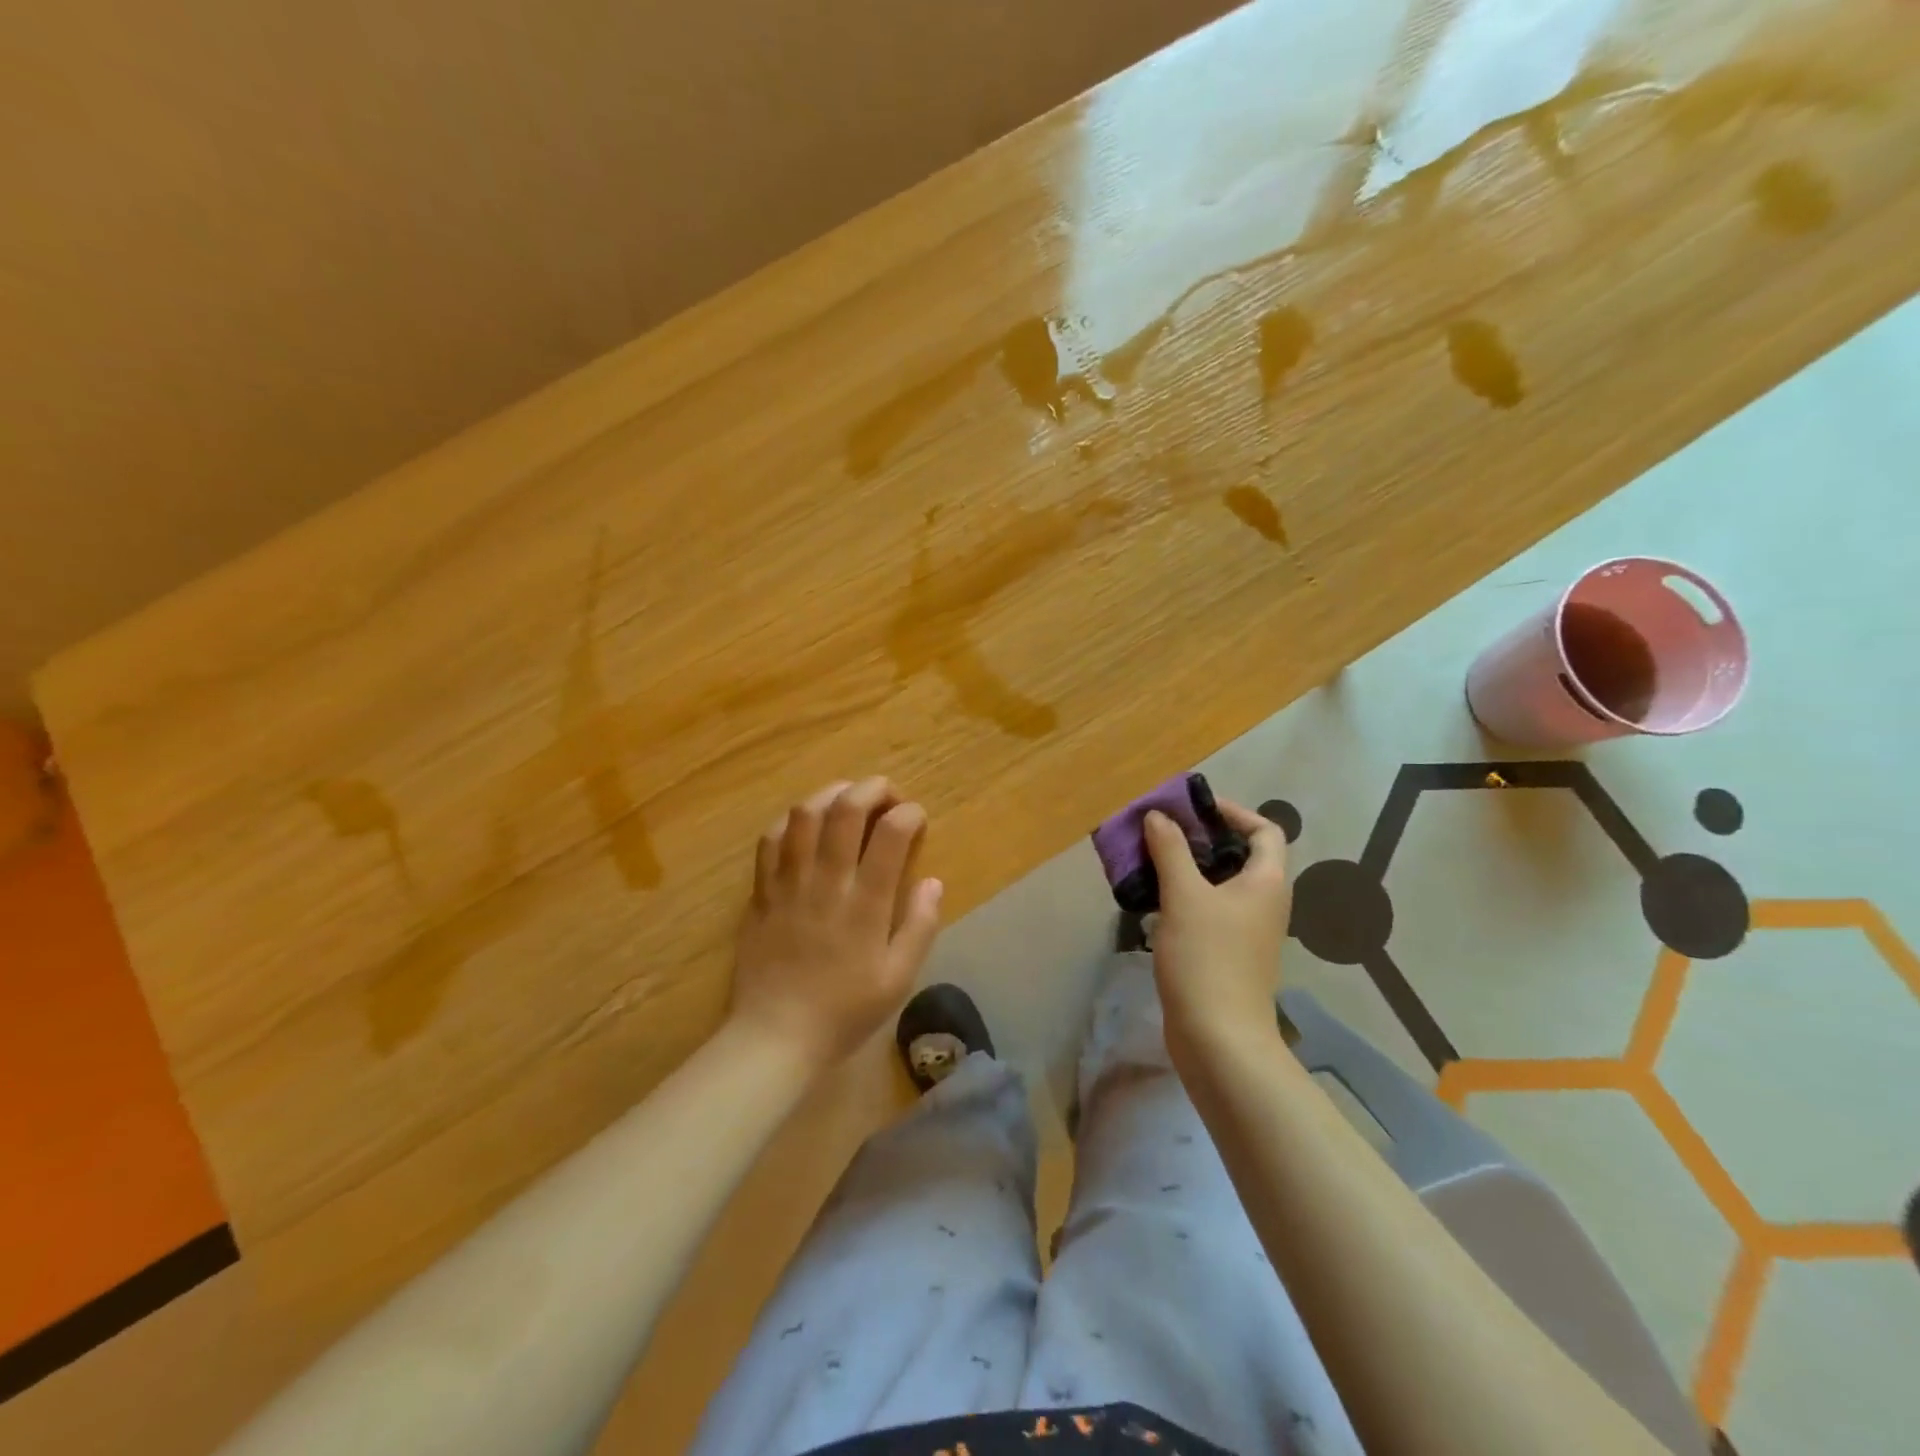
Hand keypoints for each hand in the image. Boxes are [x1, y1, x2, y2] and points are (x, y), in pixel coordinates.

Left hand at [729, 777, 944, 1073]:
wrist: (775, 1036)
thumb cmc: (844, 1011)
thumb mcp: (898, 978)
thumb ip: (920, 926)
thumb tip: (932, 882)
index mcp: (865, 903)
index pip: (891, 834)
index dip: (909, 813)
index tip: (917, 819)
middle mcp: (826, 881)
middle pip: (846, 809)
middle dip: (873, 788)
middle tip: (888, 795)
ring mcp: (788, 882)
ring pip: (804, 814)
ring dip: (831, 794)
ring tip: (848, 800)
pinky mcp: (761, 891)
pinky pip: (770, 839)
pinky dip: (791, 821)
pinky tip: (805, 826)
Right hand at [1142, 798, 1289, 1067]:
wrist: (1218, 1038)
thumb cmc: (1207, 958)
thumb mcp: (1185, 896)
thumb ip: (1171, 850)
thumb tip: (1159, 816)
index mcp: (1267, 882)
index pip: (1265, 830)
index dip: (1232, 812)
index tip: (1192, 808)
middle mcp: (1264, 902)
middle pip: (1238, 854)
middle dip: (1199, 838)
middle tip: (1160, 830)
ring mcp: (1246, 930)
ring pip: (1218, 884)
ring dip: (1186, 867)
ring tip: (1148, 858)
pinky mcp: (1226, 952)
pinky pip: (1207, 909)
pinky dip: (1183, 896)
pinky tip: (1151, 898)